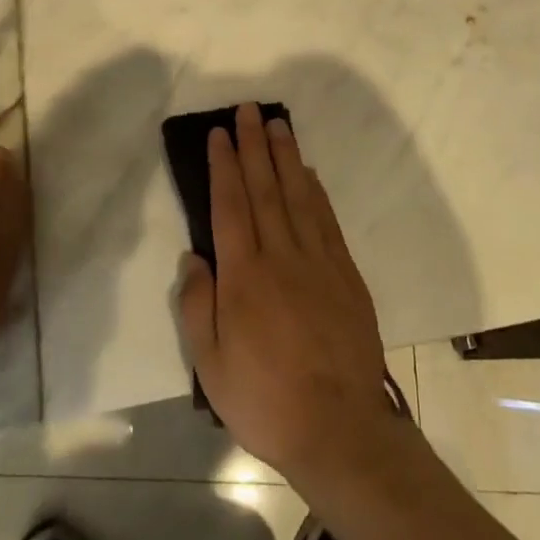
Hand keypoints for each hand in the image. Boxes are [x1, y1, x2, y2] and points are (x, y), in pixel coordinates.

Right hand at [177, 103, 394, 488]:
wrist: (340, 429)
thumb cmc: (266, 399)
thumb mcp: (211, 366)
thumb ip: (198, 306)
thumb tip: (195, 257)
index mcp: (244, 275)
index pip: (230, 206)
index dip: (223, 166)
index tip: (219, 134)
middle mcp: (281, 255)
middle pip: (264, 188)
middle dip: (253, 146)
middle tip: (248, 110)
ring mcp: (318, 261)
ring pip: (298, 195)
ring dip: (285, 156)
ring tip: (277, 125)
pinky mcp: (345, 274)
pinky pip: (327, 220)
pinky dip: (316, 191)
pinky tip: (308, 172)